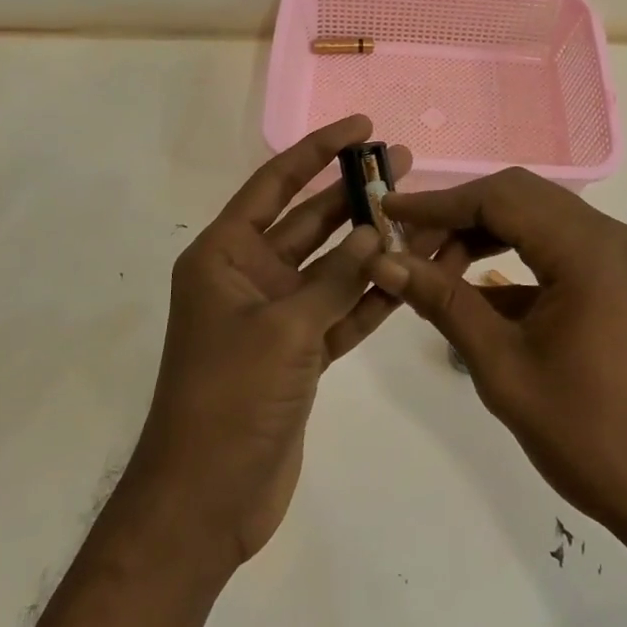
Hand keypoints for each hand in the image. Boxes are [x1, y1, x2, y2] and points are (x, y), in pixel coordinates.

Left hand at [126, 116, 414, 567]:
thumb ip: (333, 279)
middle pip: (308, 221)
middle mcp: (249, 276)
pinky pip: (341, 312)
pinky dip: (372, 296)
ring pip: (331, 267)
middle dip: (353, 193)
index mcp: (224, 255)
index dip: (316, 151)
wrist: (207, 499)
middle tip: (405, 164)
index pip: (275, 185)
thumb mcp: (283, 329)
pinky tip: (411, 273)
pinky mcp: (300, 354)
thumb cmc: (230, 398)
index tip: (360, 126)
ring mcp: (277, 316)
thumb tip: (372, 234)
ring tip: (420, 213)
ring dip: (371, 244)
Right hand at [368, 168, 626, 545]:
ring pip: (537, 218)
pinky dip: (513, 258)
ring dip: (484, 234)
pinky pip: (557, 248)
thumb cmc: (587, 434)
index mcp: (588, 250)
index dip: (438, 203)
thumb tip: (384, 262)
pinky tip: (474, 290)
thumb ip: (443, 303)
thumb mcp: (502, 366)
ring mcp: (621, 257)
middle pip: (519, 197)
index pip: (499, 199)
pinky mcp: (621, 279)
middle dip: (459, 214)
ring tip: (435, 269)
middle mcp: (611, 237)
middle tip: (408, 243)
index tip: (387, 212)